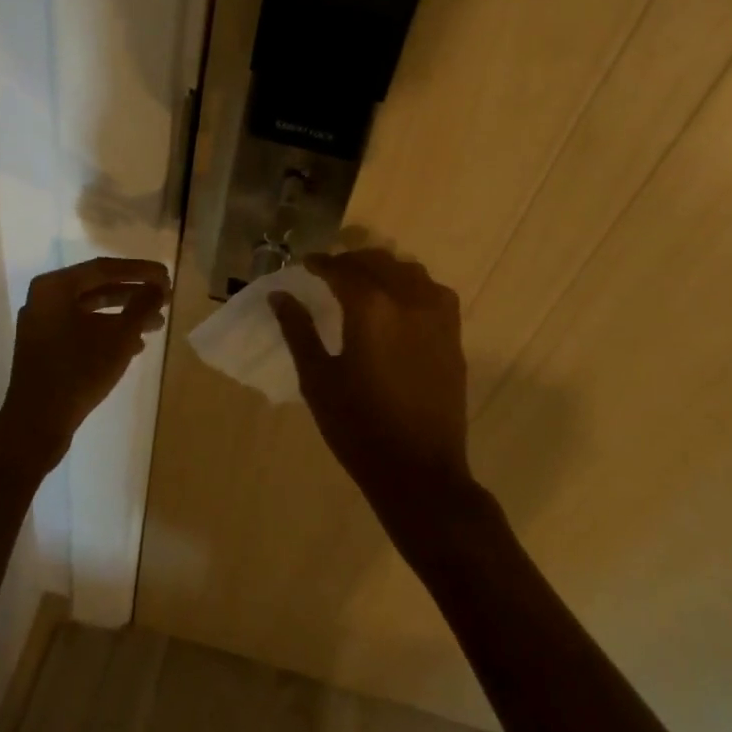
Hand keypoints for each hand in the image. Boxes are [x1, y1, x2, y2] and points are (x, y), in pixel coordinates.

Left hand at [0, 257, 169, 471]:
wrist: (36, 425)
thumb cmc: (78, 372)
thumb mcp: (119, 337)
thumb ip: (142, 305)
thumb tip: (159, 285)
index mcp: (54, 287)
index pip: (104, 268)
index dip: (140, 271)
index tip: (167, 276)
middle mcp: (44, 299)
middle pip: (97, 287)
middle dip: (134, 294)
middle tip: (165, 298)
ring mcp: (42, 325)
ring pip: (91, 310)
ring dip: (124, 315)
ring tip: (156, 325)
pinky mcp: (44, 348)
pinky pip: (81, 329)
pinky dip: (108, 332)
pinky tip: (134, 346)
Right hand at [270, 250, 474, 519]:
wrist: (419, 470)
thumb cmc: (358, 426)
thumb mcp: (317, 378)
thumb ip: (298, 330)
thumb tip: (279, 295)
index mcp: (371, 307)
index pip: (341, 269)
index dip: (320, 263)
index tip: (305, 264)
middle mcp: (407, 298)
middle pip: (376, 262)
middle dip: (350, 262)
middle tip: (329, 273)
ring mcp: (437, 315)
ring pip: (408, 270)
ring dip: (382, 269)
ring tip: (363, 284)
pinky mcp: (453, 334)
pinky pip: (432, 290)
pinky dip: (410, 285)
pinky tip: (398, 303)